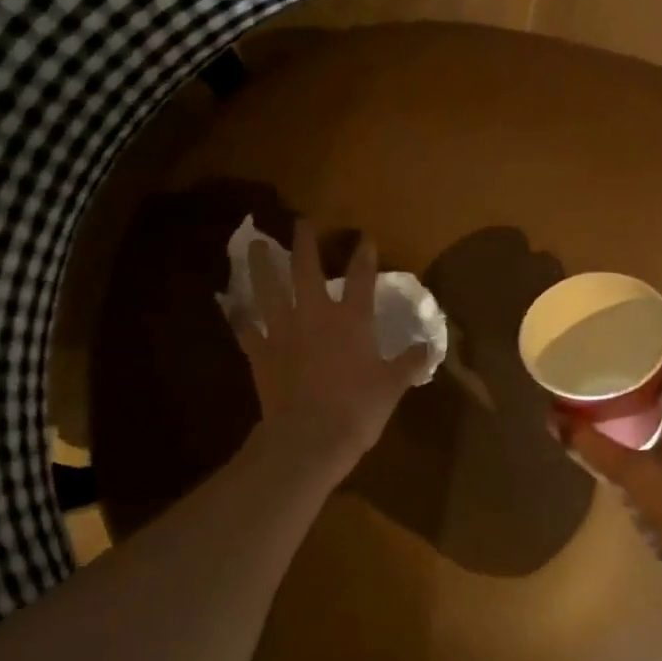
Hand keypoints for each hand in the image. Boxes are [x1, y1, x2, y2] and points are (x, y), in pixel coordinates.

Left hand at [235, 221, 430, 482]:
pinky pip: (245, 329)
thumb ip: (410, 363)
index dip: (364, 255)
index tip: (365, 238)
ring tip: (254, 245)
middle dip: (305, 242)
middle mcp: (315, 315)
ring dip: (261, 265)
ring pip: (268, 289)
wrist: (309, 438)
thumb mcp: (392, 387)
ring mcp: (283, 331)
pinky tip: (231, 306)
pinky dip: (238, 317)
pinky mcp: (260, 353)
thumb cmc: (357, 410)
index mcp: (352, 321)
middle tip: (301, 222)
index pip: (361, 278)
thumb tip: (430, 347)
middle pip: (306, 269)